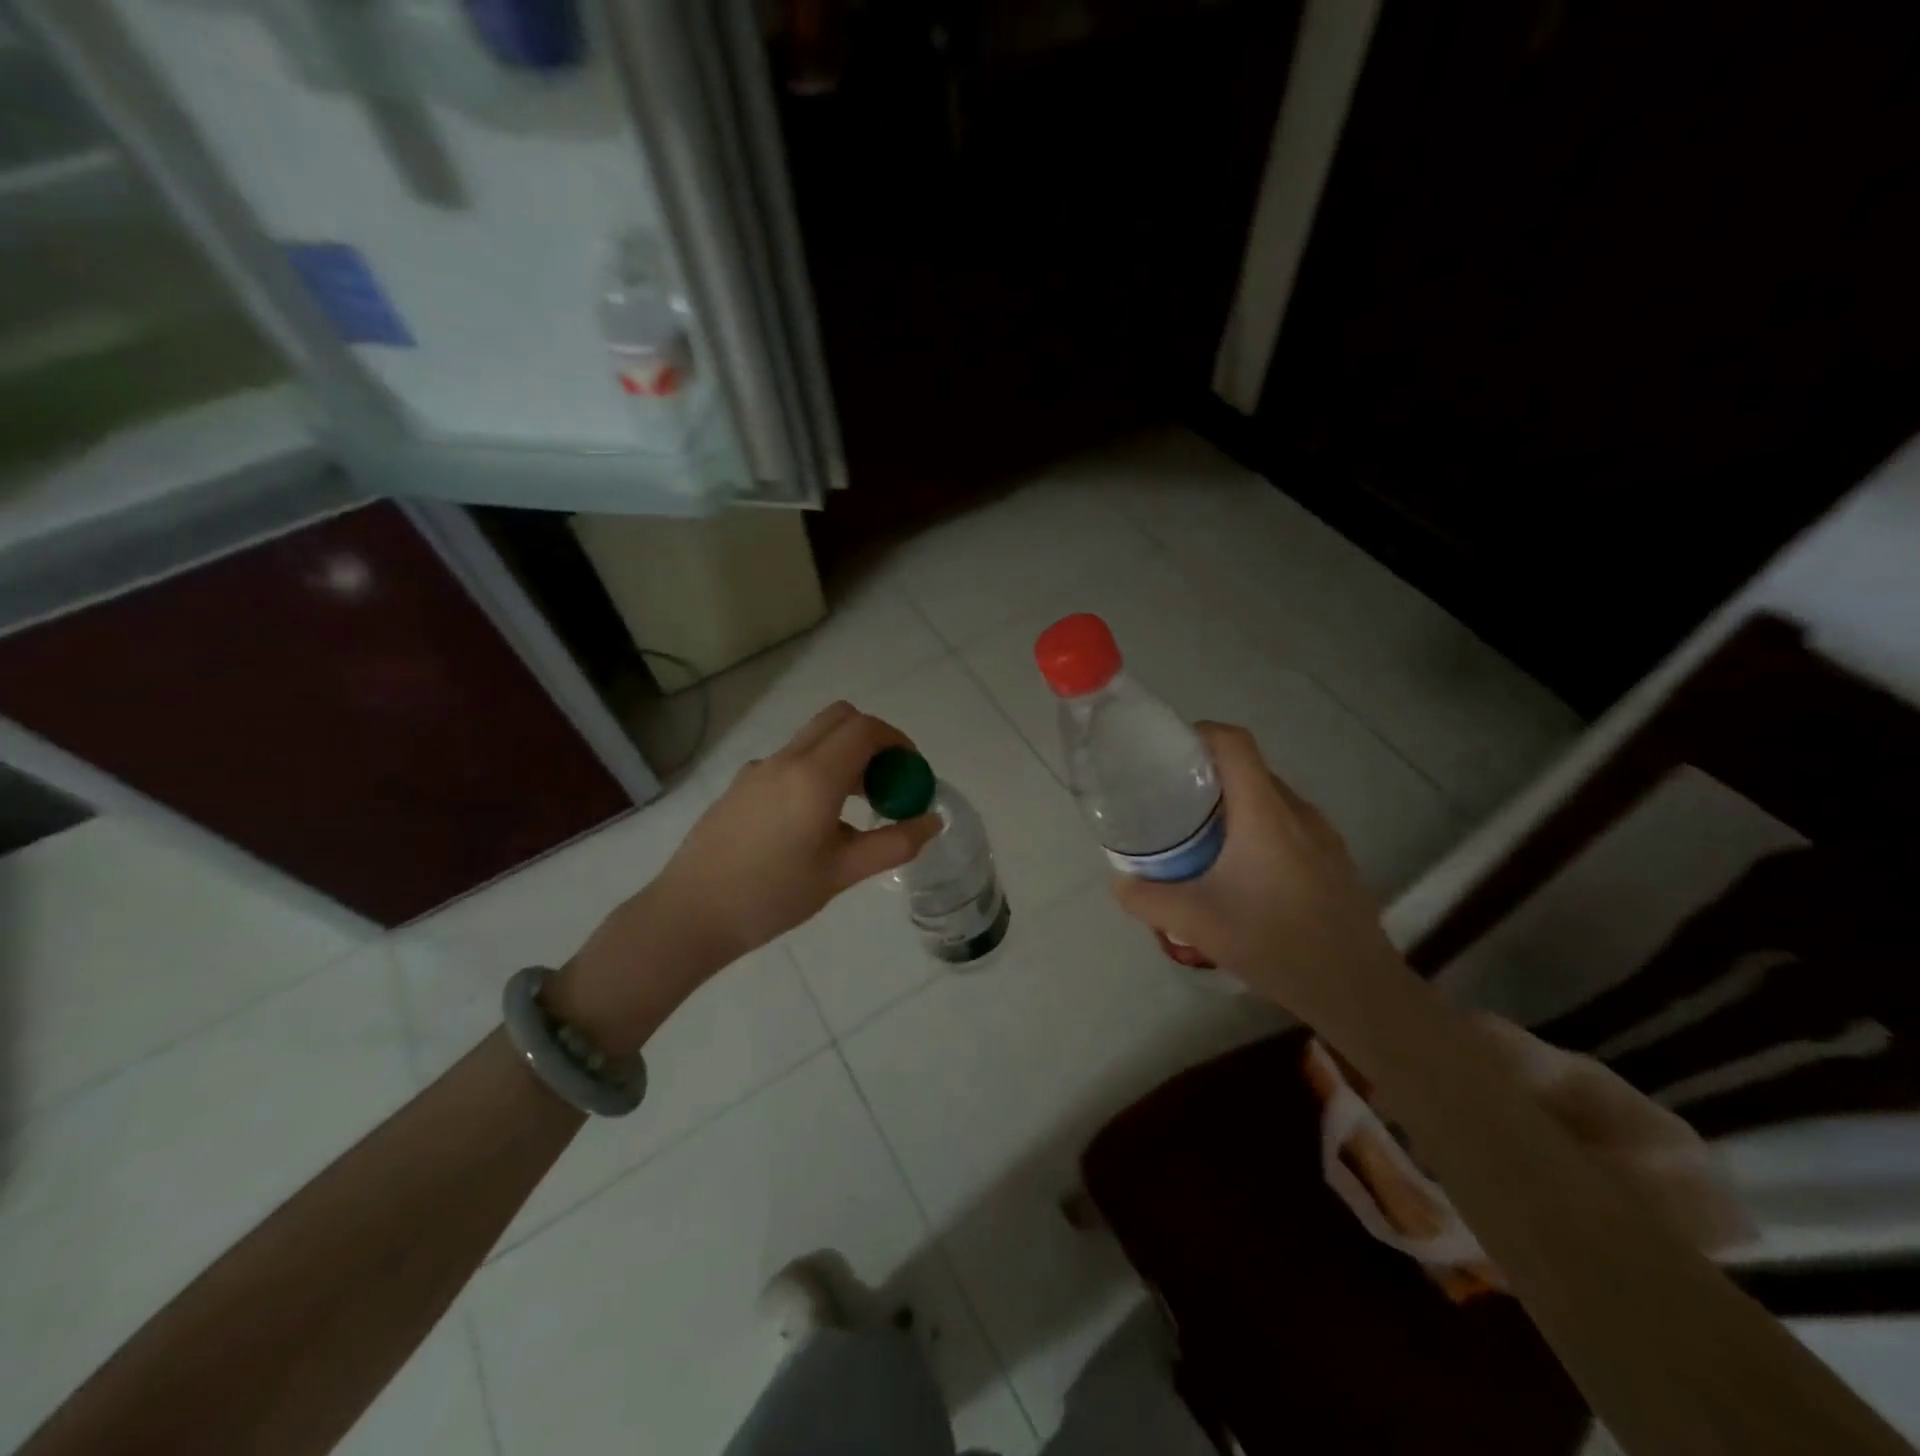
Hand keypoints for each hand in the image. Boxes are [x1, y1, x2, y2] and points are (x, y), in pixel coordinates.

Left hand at [558, 703, 939, 1050]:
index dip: (898, 742)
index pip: (866, 729)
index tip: (912, 773)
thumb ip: (893, 844)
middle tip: (887, 782)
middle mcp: (786, 759)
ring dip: (843, 755)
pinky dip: (816, 770)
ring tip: (856, 809)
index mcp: (814, 776)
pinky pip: (790, 760)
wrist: (689, 914)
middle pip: (839, 718)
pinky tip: (812, 823)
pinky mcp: (740, 785)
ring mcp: (758, 769)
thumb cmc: (772, 896)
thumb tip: (932, 820)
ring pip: (813, 739)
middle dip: (872, 739)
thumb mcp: (841, 874)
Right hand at [1111, 722, 1405, 1024]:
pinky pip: (1288, 823)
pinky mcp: (1334, 858)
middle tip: (1170, 802)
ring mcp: (1322, 835)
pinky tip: (1242, 872)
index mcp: (1264, 814)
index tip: (1166, 753)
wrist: (1358, 989)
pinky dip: (1257, 828)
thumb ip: (1146, 898)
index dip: (1200, 733)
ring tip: (1201, 837)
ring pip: (1269, 798)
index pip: (1234, 743)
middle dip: (1206, 774)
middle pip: (1248, 768)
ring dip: (1233, 805)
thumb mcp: (1196, 923)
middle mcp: (1297, 812)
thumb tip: (1119, 881)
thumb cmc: (1275, 943)